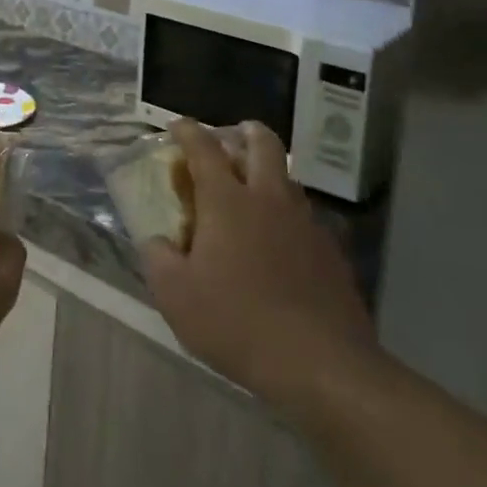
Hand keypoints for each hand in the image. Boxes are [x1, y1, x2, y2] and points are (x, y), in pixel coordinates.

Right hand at [143, 120, 376, 412]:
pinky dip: (288, 212)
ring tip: (256, 186)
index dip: (188, 131)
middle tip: (235, 135)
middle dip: (247, 132)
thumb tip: (157, 241)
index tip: (177, 124)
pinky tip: (282, 238)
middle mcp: (268, 199)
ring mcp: (304, 222)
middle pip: (262, 145)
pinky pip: (305, 215)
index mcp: (227, 201)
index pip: (204, 149)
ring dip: (270, 170)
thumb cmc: (237, 322)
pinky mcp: (330, 250)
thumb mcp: (176, 296)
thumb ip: (158, 259)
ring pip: (288, 177)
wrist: (320, 362)